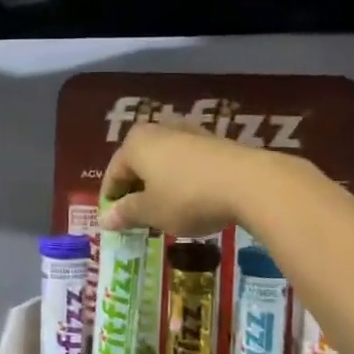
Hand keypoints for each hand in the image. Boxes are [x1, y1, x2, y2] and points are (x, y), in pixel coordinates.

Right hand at [99, 121, 278, 235]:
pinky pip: (188, 163)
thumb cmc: (187, 197)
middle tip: (138, 218)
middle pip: (139, 163)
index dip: (111, 200)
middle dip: (136, 190)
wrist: (249, 183)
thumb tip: (105, 219)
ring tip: (165, 211)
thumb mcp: (152, 212)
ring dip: (160, 185)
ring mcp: (190, 133)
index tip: (114, 223)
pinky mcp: (215, 142)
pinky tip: (191, 200)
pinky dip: (183, 180)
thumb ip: (126, 213)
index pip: (114, 173)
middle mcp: (160, 130)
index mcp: (136, 143)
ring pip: (164, 162)